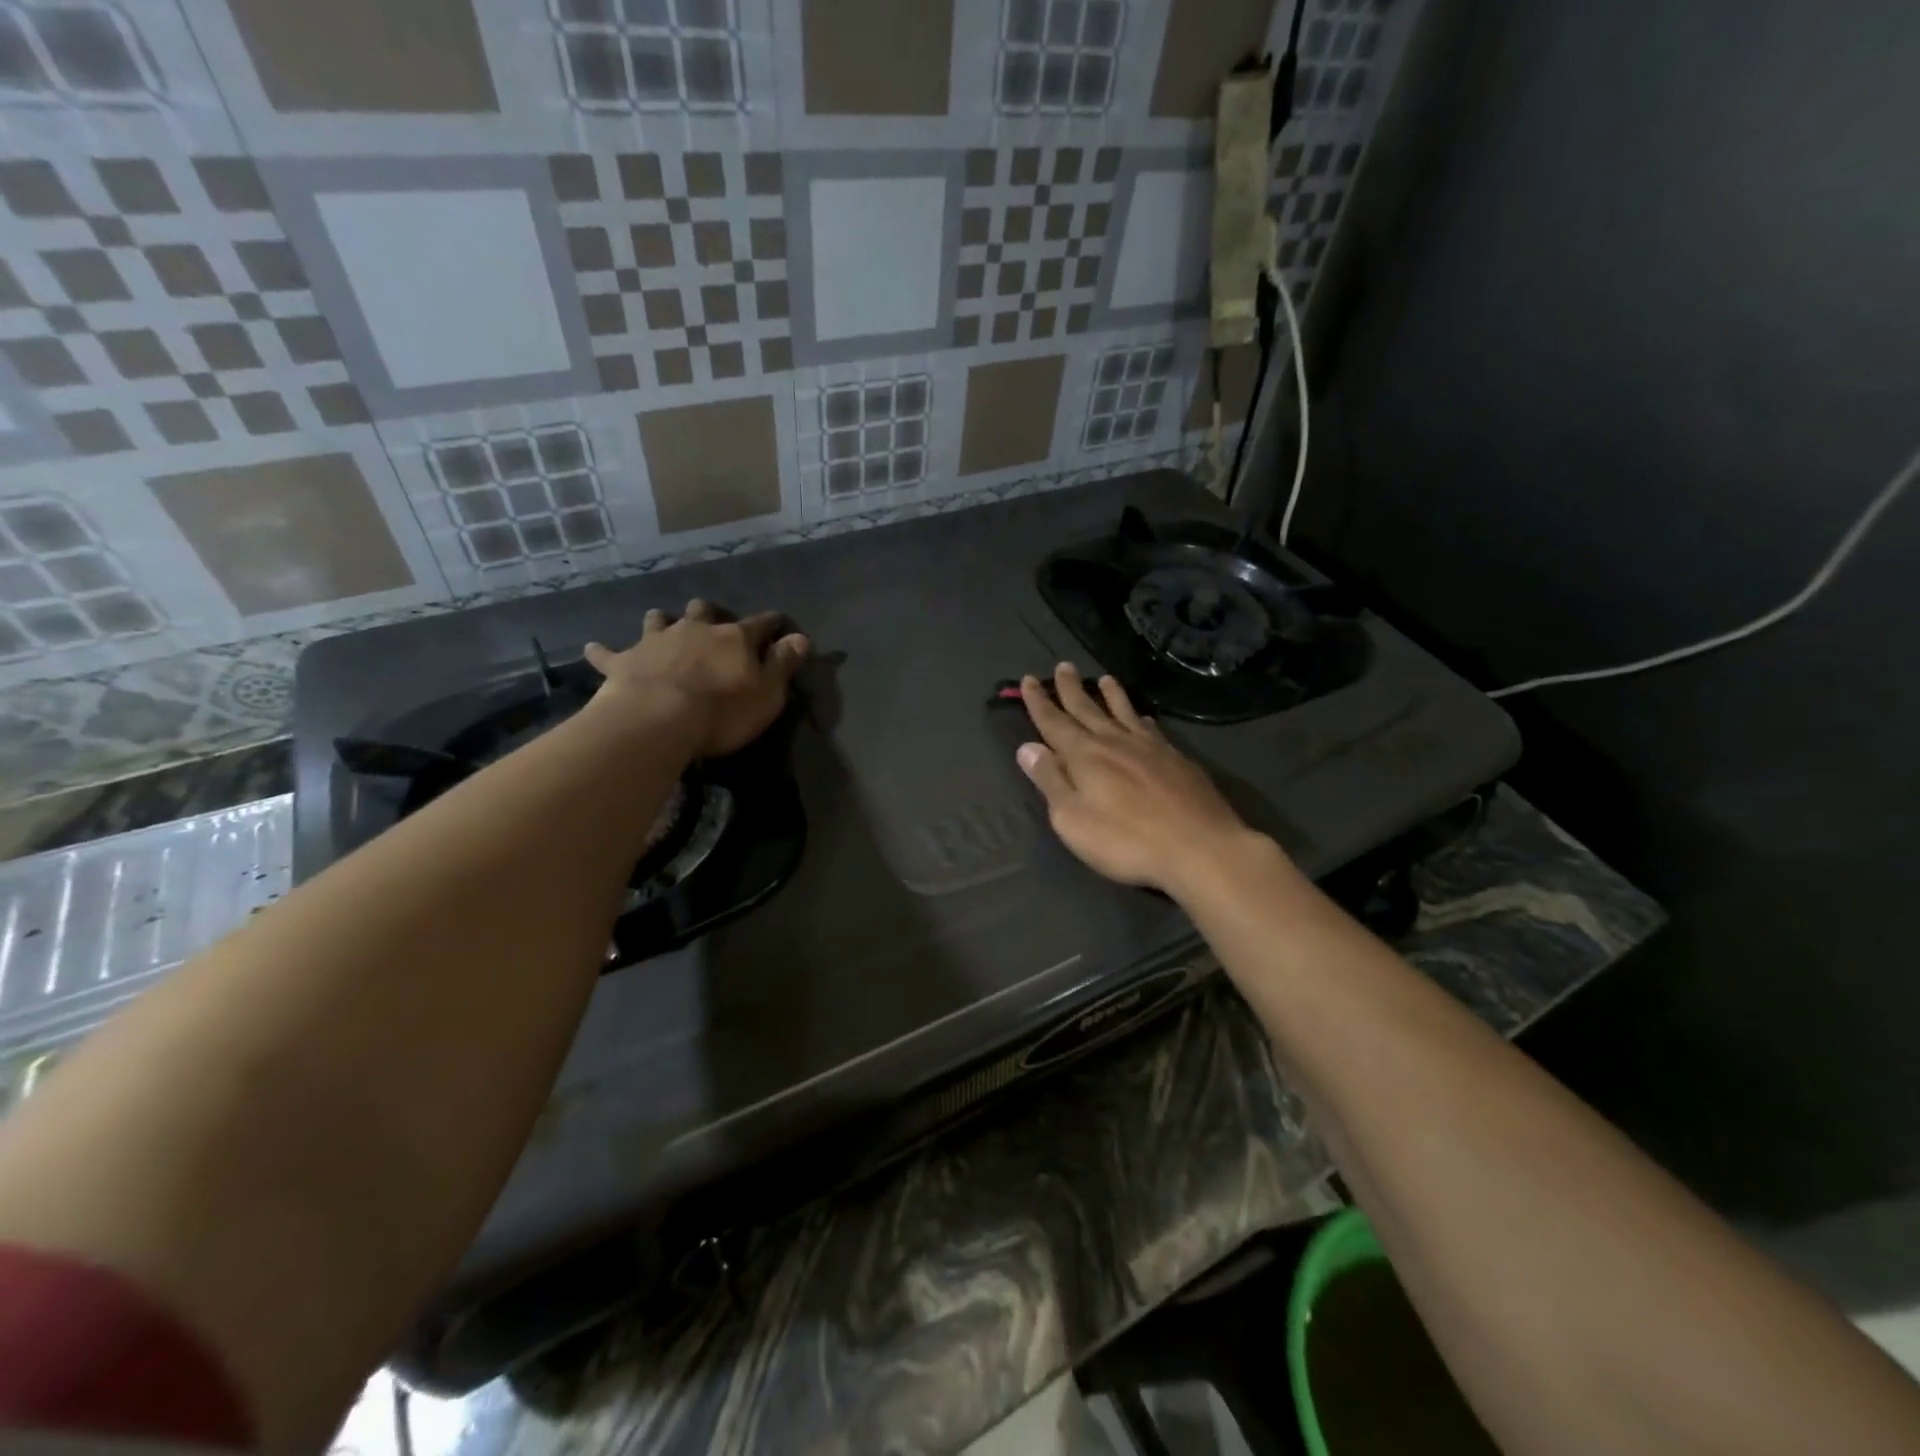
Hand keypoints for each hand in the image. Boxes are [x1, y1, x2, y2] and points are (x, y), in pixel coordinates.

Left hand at [584, 599, 809, 757]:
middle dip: (707, 613)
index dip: (771, 623)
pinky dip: (603, 652)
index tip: (778, 622)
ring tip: (660, 622)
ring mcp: (656, 642)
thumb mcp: (768, 693)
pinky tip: (593, 648)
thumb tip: (801, 637)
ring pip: (658, 621)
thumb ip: (783, 664)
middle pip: (702, 612)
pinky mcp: (623, 662)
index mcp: (734, 639)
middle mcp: (694, 631)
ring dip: (661, 622)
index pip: (760, 624)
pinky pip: (608, 653)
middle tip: (708, 619)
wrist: (659, 719)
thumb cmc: (723, 711)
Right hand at [1017, 664, 1265, 897]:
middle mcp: (1115, 742)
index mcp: (1085, 756)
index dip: (1040, 702)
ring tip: (1104, 679)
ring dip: (1110, 696)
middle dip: (1072, 689)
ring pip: (1124, 713)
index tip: (1028, 680)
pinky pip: (1151, 729)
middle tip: (1063, 666)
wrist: (1198, 847)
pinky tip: (1143, 718)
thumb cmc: (1125, 840)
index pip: (1054, 723)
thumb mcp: (1072, 818)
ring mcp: (1150, 748)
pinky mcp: (1177, 760)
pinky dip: (1141, 718)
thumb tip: (1028, 747)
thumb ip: (1050, 781)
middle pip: (1088, 710)